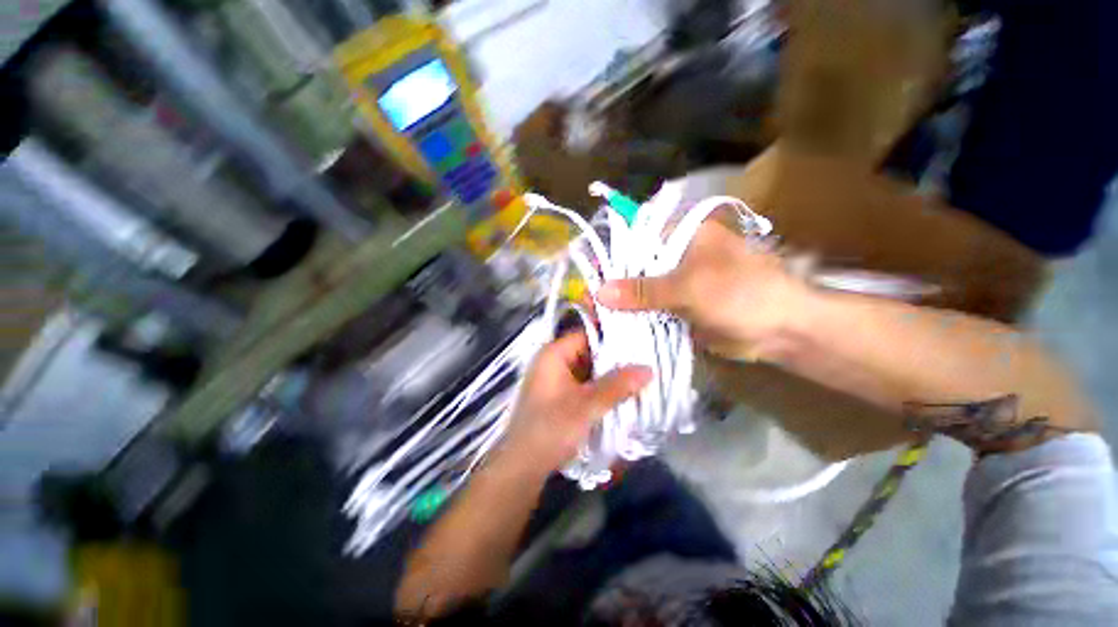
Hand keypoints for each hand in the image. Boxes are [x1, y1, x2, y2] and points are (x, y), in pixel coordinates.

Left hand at [496, 331, 651, 477]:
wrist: (521, 467)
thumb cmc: (550, 429)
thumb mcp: (587, 406)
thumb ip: (617, 386)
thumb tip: (648, 368)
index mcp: (553, 355)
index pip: (586, 335)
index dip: (611, 337)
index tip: (639, 342)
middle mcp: (552, 362)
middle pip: (587, 352)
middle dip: (613, 359)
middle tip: (643, 361)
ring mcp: (554, 380)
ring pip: (587, 370)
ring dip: (608, 375)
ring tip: (638, 377)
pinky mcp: (557, 396)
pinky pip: (582, 384)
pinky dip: (599, 388)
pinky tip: (620, 394)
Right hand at [597, 220, 811, 361]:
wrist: (780, 330)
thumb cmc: (741, 293)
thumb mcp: (689, 287)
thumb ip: (644, 290)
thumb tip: (600, 291)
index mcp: (681, 235)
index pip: (635, 237)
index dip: (611, 252)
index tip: (589, 272)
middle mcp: (674, 255)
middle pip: (634, 266)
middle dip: (612, 282)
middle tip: (587, 300)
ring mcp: (675, 282)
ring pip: (640, 289)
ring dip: (622, 303)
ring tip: (594, 316)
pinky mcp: (677, 305)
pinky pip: (649, 309)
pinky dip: (635, 317)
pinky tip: (614, 327)